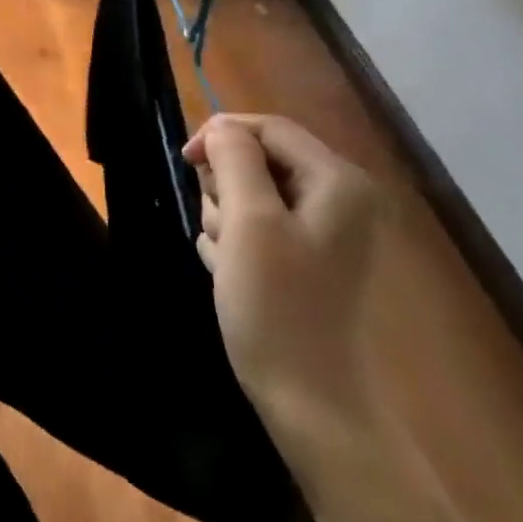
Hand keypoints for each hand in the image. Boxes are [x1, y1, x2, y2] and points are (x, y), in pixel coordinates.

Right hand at [185, 115, 381, 432]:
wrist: (304, 394)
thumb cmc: (275, 303)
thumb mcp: (248, 221)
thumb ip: (234, 160)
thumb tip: (221, 127)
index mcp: (337, 182)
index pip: (270, 127)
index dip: (222, 134)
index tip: (185, 162)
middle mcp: (337, 198)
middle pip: (259, 159)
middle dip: (225, 188)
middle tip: (223, 230)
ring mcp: (322, 230)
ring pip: (249, 194)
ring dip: (225, 219)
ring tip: (228, 260)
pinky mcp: (303, 256)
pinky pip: (253, 225)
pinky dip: (233, 242)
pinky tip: (232, 273)